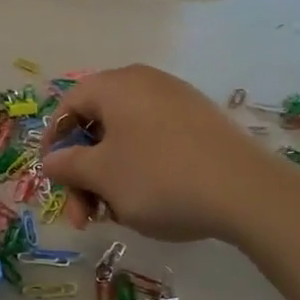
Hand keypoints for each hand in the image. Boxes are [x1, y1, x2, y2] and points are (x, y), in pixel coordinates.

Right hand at [41, 65, 286, 243]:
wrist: (247, 191)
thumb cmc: (160, 177)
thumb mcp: (102, 176)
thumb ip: (67, 165)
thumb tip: (51, 160)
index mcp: (116, 85)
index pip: (69, 104)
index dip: (54, 142)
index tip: (53, 178)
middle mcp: (145, 83)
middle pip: (98, 124)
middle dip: (84, 172)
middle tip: (83, 216)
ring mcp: (178, 101)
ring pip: (127, 138)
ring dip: (110, 177)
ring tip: (116, 217)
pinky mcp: (202, 123)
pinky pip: (156, 141)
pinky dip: (141, 170)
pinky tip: (149, 204)